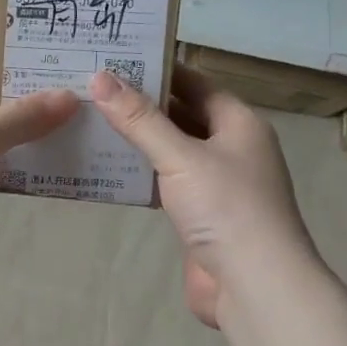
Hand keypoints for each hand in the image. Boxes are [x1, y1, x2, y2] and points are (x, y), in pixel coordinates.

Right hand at [89, 65, 314, 327]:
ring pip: (173, 152)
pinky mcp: (200, 216)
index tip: (115, 60)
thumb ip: (139, 119)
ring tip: (91, 123)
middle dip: (142, 105)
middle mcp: (231, 148)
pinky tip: (107, 169)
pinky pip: (167, 185)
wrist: (254, 285)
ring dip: (139, 142)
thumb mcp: (180, 156)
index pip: (195, 83)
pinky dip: (141, 176)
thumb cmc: (226, 208)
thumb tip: (99, 78)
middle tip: (93, 90)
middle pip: (183, 116)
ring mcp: (217, 185)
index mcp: (239, 124)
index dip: (158, 70)